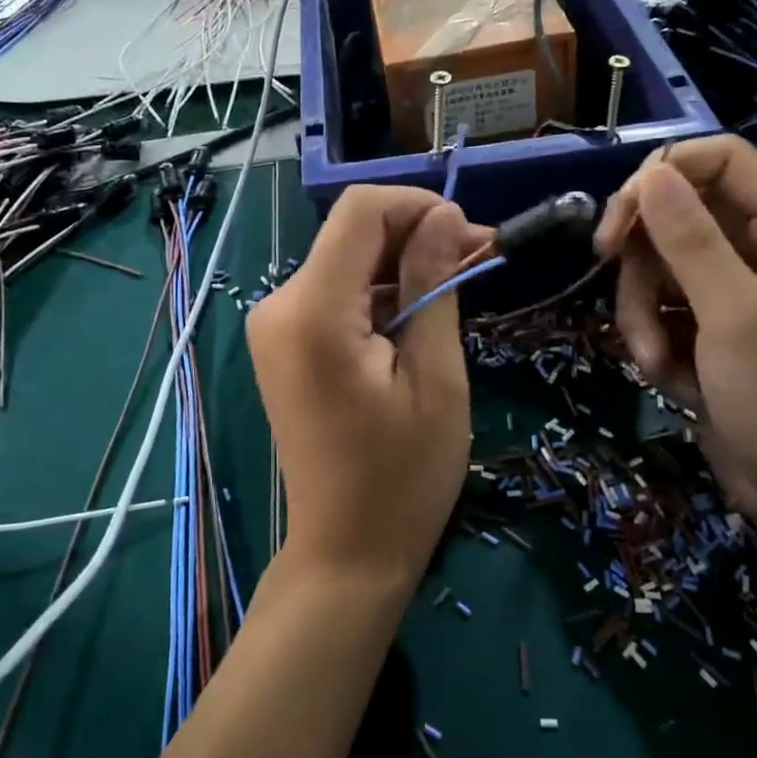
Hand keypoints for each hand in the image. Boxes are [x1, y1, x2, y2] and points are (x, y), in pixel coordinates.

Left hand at [247, 186, 488, 590]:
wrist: (346, 551)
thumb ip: (434, 284)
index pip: (359, 211)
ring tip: (459, 289)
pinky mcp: (284, 341)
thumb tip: (447, 214)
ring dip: (404, 265)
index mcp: (313, 311)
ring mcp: (275, 323)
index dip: (417, 206)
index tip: (469, 235)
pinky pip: (336, 291)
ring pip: (348, 260)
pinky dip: (380, 292)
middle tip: (480, 260)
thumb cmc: (403, 475)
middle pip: (352, 233)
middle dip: (418, 236)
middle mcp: (279, 305)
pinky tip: (418, 316)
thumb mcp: (435, 376)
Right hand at [594, 136, 756, 537]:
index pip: (719, 160)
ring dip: (640, 311)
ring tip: (656, 361)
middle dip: (641, 255)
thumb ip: (691, 241)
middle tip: (611, 275)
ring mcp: (727, 290)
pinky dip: (650, 339)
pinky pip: (654, 306)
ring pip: (653, 264)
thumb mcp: (737, 317)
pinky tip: (669, 379)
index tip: (622, 215)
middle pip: (674, 211)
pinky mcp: (704, 327)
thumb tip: (650, 173)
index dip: (665, 173)